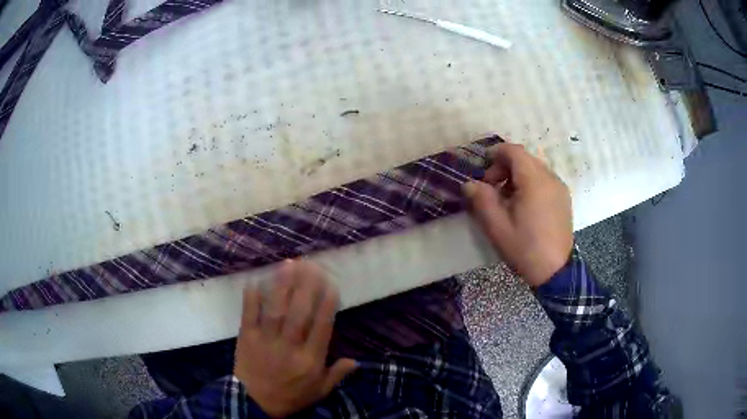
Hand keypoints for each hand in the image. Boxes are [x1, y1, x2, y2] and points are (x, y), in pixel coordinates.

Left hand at [234, 260, 356, 416]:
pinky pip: (249, 315)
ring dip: (282, 286)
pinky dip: (251, 298)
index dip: (326, 305)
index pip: (321, 327)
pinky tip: (255, 280)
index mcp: (309, 359)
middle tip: (311, 265)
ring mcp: (266, 340)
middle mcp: (289, 346)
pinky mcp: (247, 338)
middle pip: (299, 313)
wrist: (254, 404)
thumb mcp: (319, 391)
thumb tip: (356, 361)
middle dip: (306, 287)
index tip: (331, 284)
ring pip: (276, 309)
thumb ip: (336, 375)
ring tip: (289, 265)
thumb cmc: (290, 396)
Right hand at [463, 143, 572, 286]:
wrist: (556, 271)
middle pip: (525, 159)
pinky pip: (544, 180)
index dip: (496, 153)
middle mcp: (550, 178)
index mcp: (534, 181)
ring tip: (506, 199)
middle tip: (491, 187)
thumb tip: (469, 184)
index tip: (483, 166)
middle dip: (505, 167)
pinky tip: (523, 205)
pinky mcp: (564, 199)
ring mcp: (560, 188)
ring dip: (517, 176)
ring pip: (535, 169)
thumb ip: (481, 200)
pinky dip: (530, 184)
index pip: (514, 151)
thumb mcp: (497, 227)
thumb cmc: (525, 248)